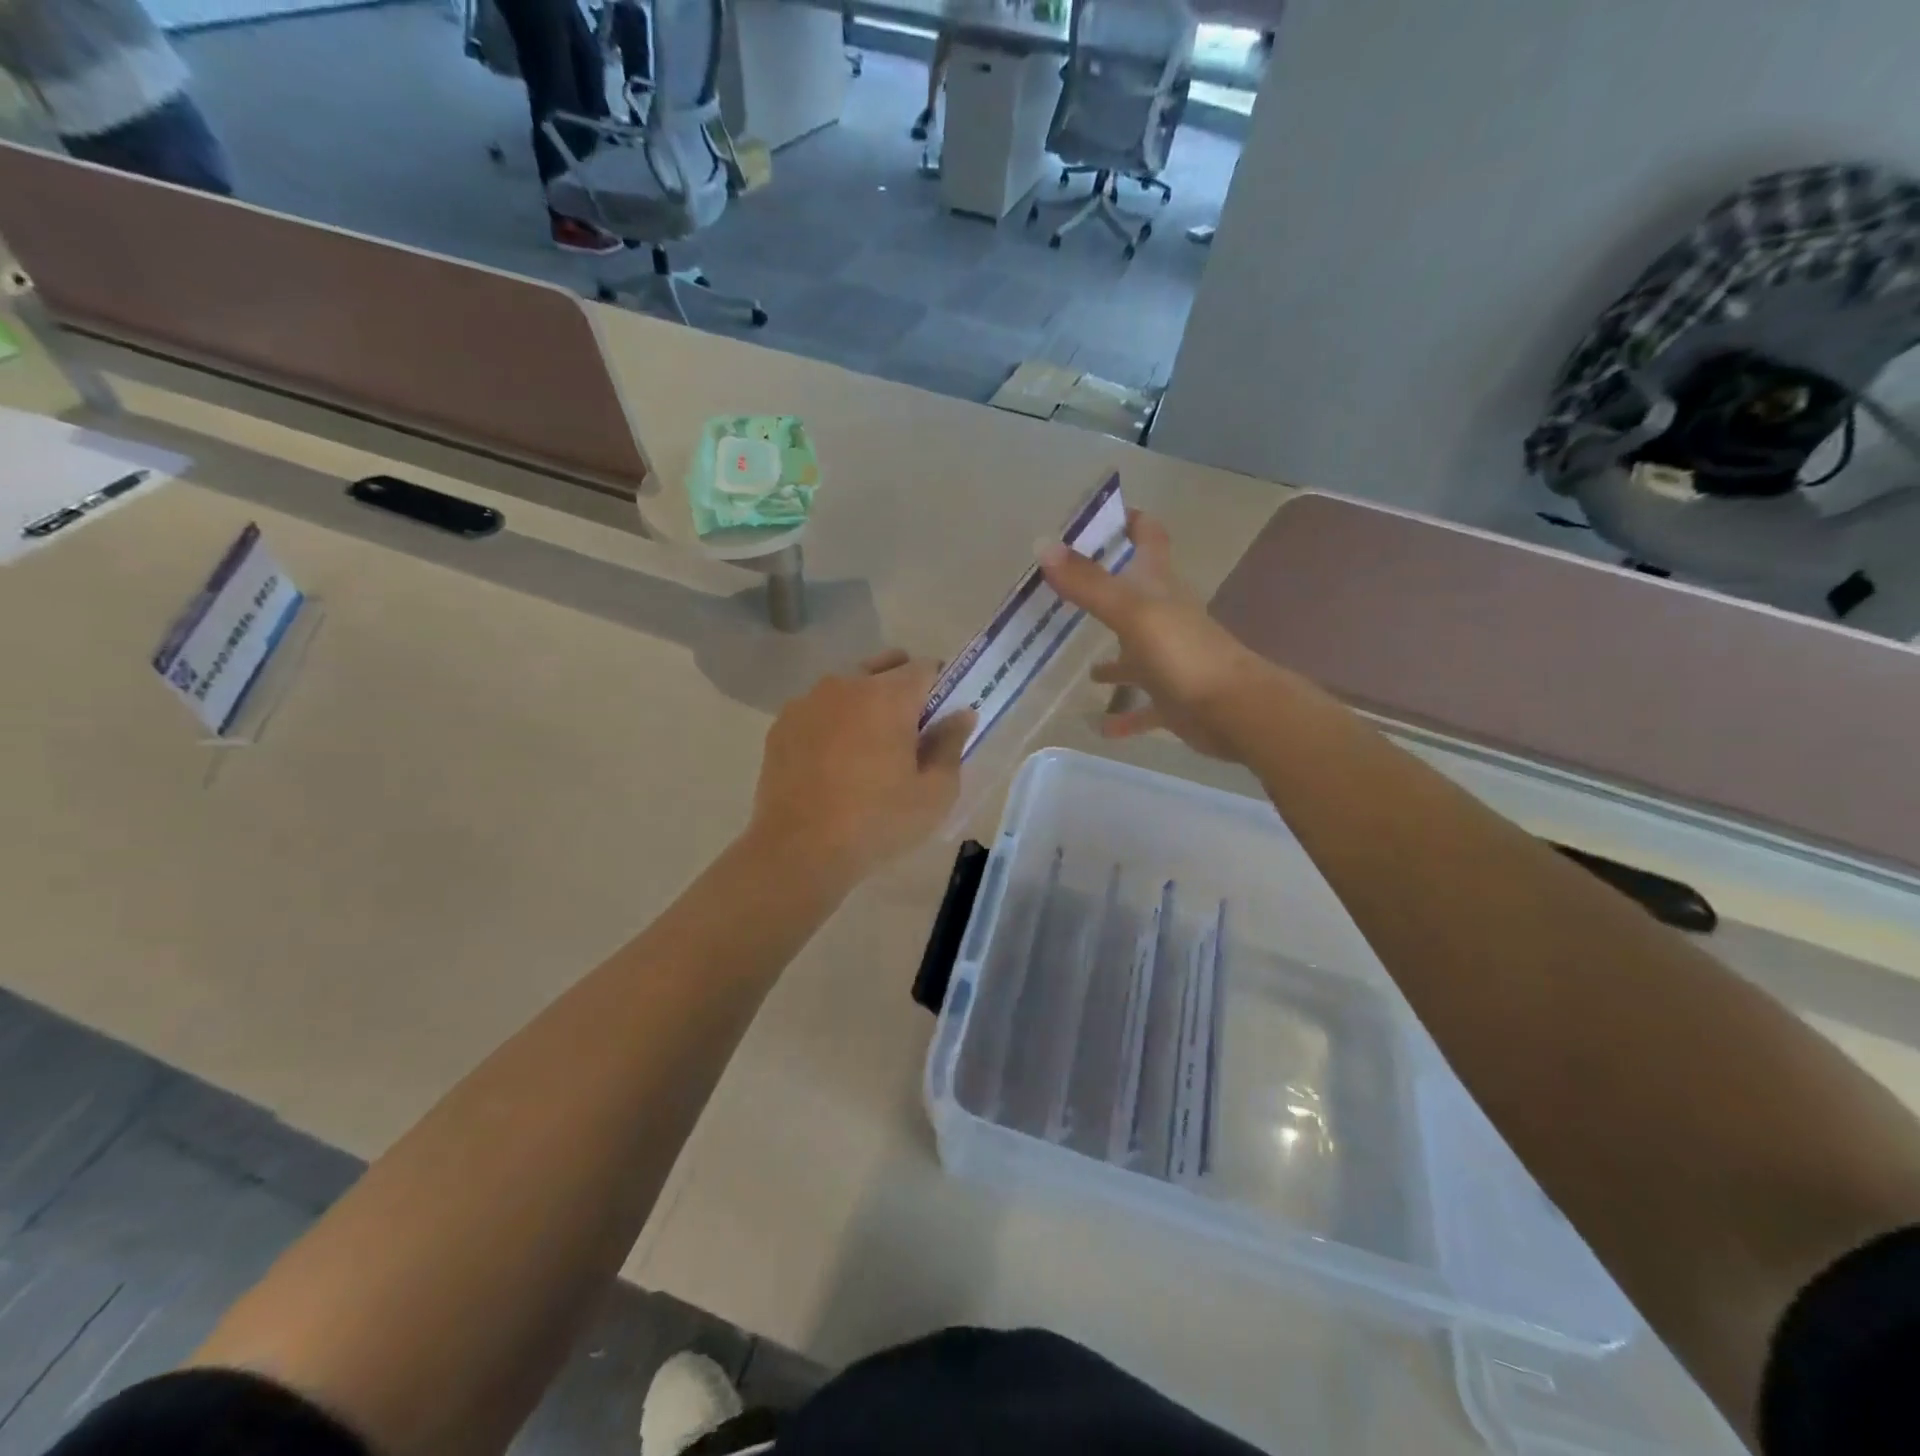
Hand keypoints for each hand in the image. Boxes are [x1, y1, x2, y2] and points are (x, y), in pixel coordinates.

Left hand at [749, 651, 973, 888]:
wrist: (798, 851)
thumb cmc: (877, 822)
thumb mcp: (934, 793)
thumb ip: (951, 744)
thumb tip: (961, 714)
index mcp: (888, 696)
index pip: (925, 668)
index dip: (941, 687)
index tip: (942, 716)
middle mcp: (846, 685)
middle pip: (884, 667)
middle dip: (903, 687)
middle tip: (910, 731)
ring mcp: (808, 702)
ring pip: (848, 687)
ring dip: (865, 703)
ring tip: (867, 749)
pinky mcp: (782, 725)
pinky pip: (818, 710)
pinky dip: (833, 723)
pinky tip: (833, 762)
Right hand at [1039, 511, 1277, 759]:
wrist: (1234, 709)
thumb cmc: (1183, 653)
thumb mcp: (1131, 612)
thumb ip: (1089, 583)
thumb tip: (1044, 546)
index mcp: (1159, 589)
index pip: (1149, 539)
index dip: (1132, 522)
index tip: (1103, 515)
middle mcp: (1165, 619)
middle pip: (1134, 597)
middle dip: (1106, 593)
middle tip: (1067, 594)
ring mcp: (1169, 660)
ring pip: (1135, 657)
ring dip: (1113, 663)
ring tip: (1084, 672)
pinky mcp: (1172, 699)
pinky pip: (1142, 707)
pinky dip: (1123, 715)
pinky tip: (1099, 726)